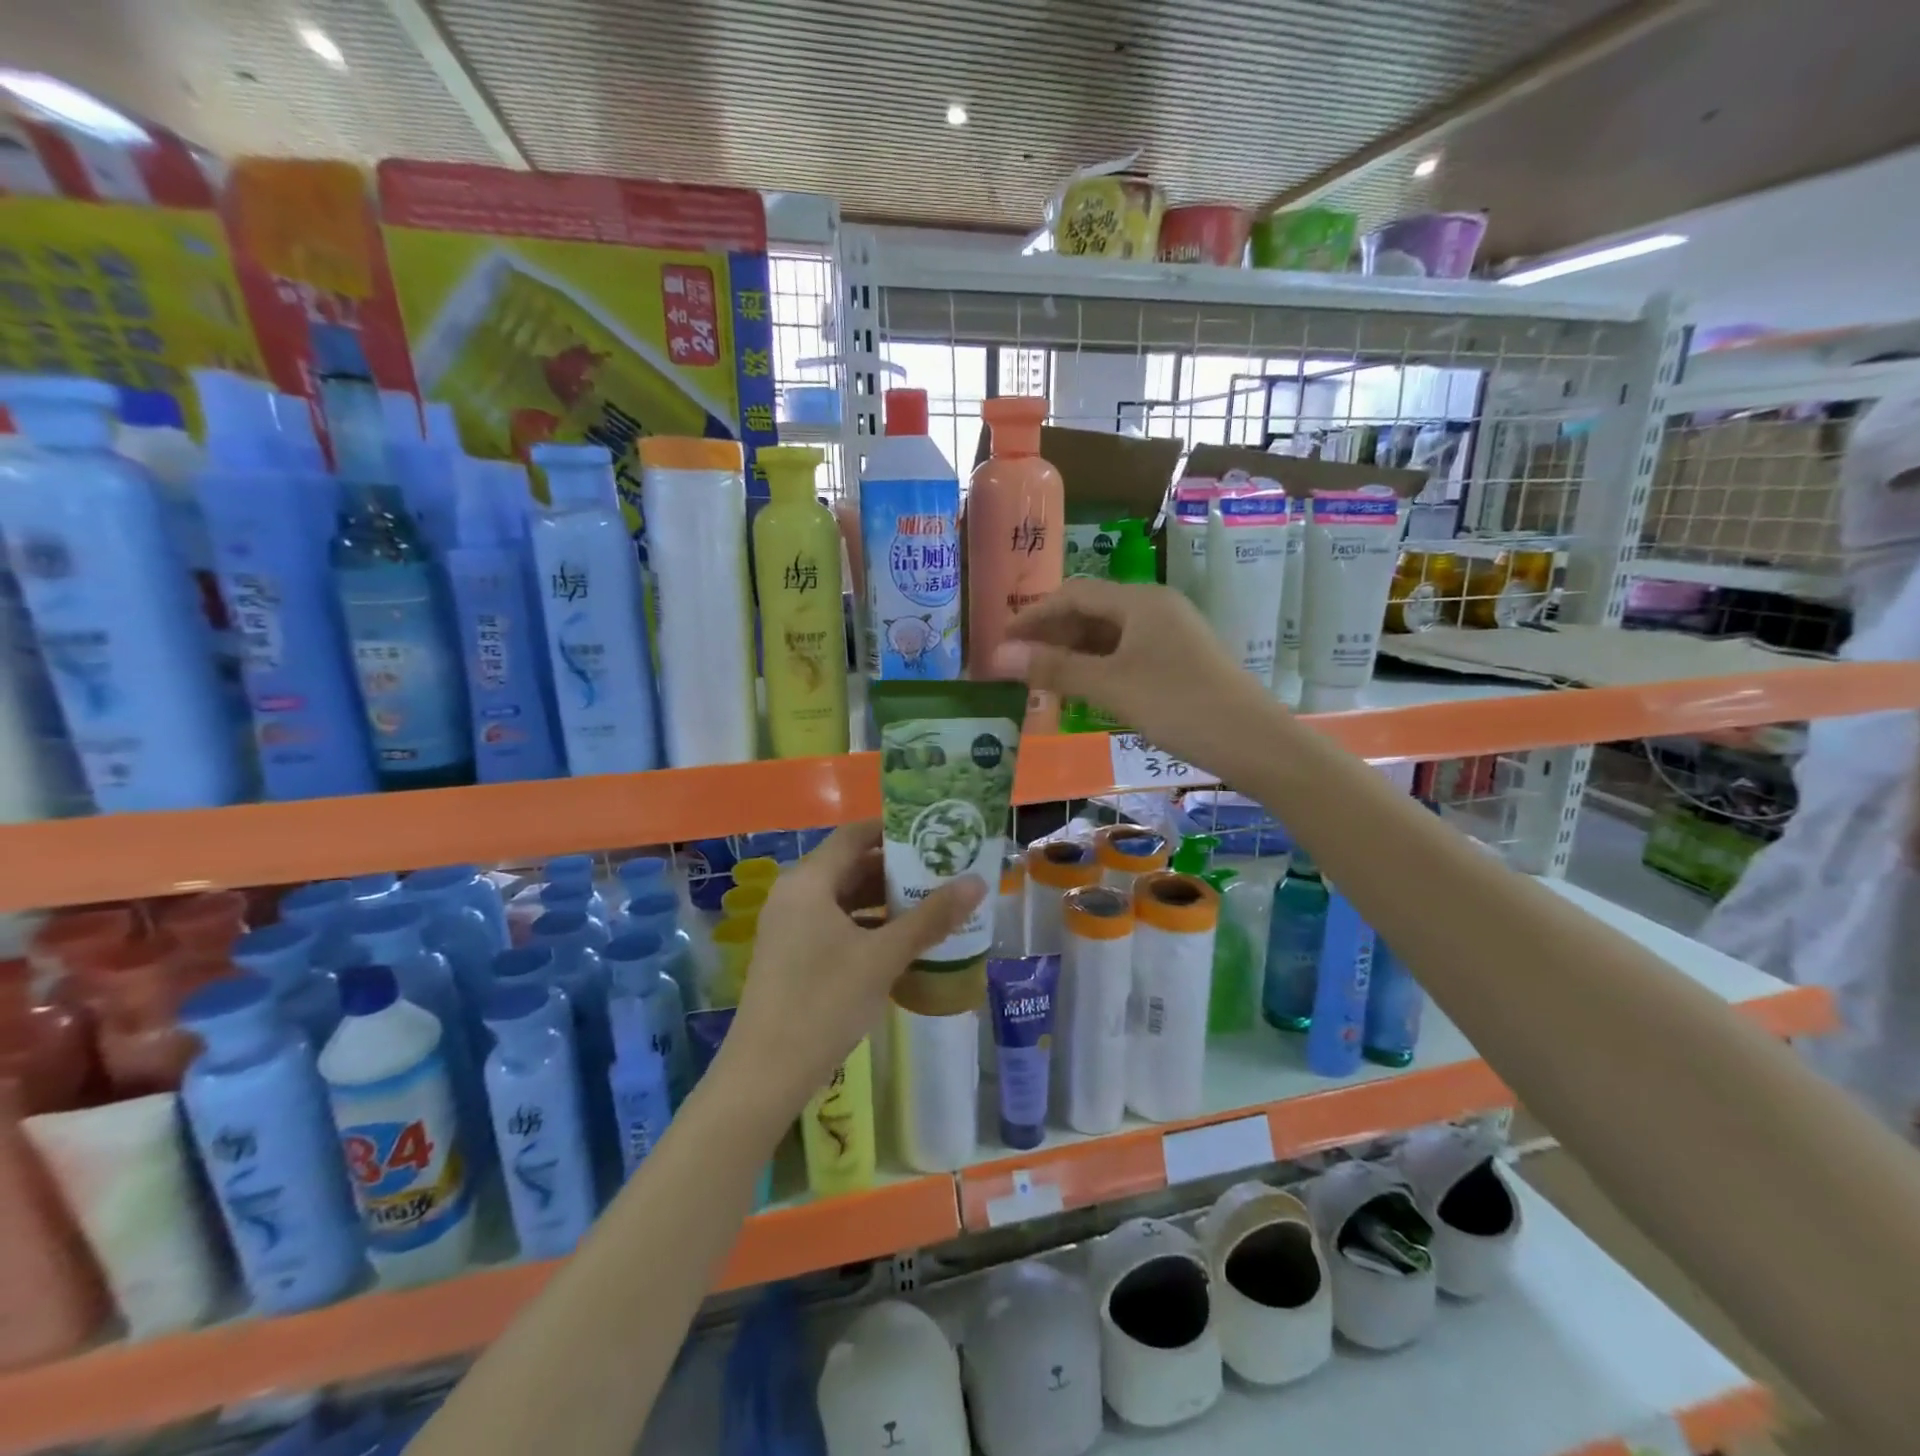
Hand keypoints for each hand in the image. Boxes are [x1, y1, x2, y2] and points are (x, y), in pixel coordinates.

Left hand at [720, 821, 986, 1116]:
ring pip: (844, 897)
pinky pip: (835, 924)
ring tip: (931, 903)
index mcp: (809, 881)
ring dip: (884, 900)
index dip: (894, 830)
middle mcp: (795, 894)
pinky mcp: (792, 954)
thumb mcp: (883, 957)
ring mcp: (790, 926)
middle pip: (850, 865)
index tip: (933, 834)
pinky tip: (901, 942)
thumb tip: (977, 882)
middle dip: (896, 868)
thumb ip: (931, 918)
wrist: (766, 1074)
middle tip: (942, 871)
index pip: (855, 835)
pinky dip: (867, 925)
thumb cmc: (825, 1002)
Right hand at [990, 580, 1281, 770]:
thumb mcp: (1110, 687)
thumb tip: (998, 655)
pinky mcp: (1180, 659)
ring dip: (1074, 654)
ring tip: (1044, 681)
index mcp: (1140, 601)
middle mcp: (1156, 608)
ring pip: (1109, 635)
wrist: (1254, 742)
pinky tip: (1084, 691)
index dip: (1033, 616)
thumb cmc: (1178, 706)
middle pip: (1091, 611)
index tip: (1001, 642)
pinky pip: (1127, 653)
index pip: (1073, 595)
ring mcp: (1172, 634)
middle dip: (1052, 635)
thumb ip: (1054, 668)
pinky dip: (1099, 667)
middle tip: (1019, 665)